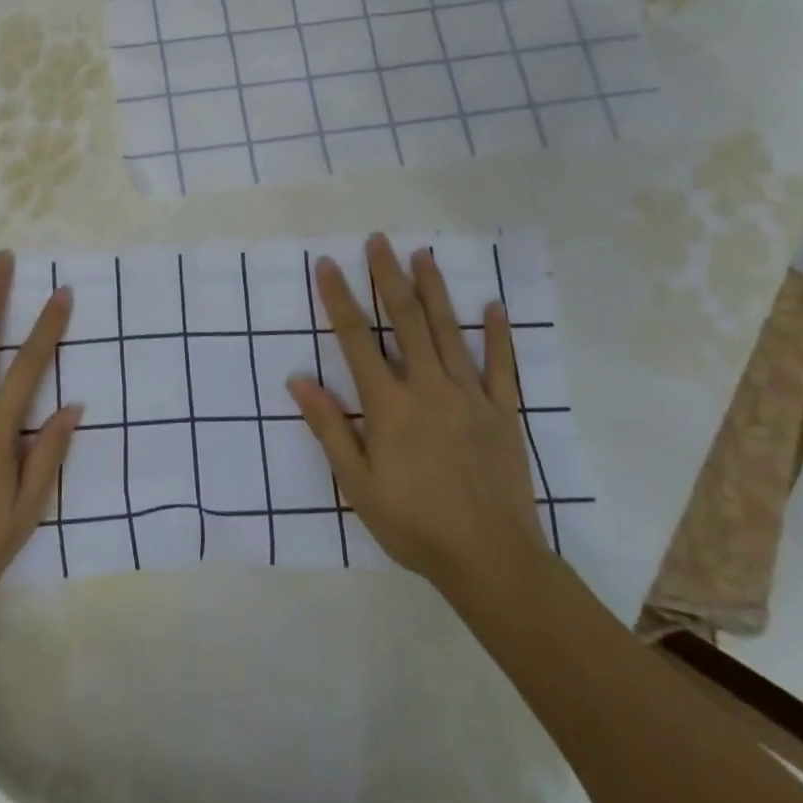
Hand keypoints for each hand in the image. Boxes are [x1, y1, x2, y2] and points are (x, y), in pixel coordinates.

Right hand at [288, 234, 548, 608]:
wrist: (492, 562)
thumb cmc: (414, 525)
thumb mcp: (358, 485)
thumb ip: (329, 429)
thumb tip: (298, 381)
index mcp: (390, 405)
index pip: (357, 339)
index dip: (339, 299)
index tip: (328, 264)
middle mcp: (428, 388)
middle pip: (405, 320)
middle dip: (389, 277)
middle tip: (378, 240)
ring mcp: (470, 397)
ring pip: (449, 332)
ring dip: (434, 290)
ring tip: (423, 255)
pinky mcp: (503, 413)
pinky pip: (501, 367)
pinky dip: (497, 335)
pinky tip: (493, 306)